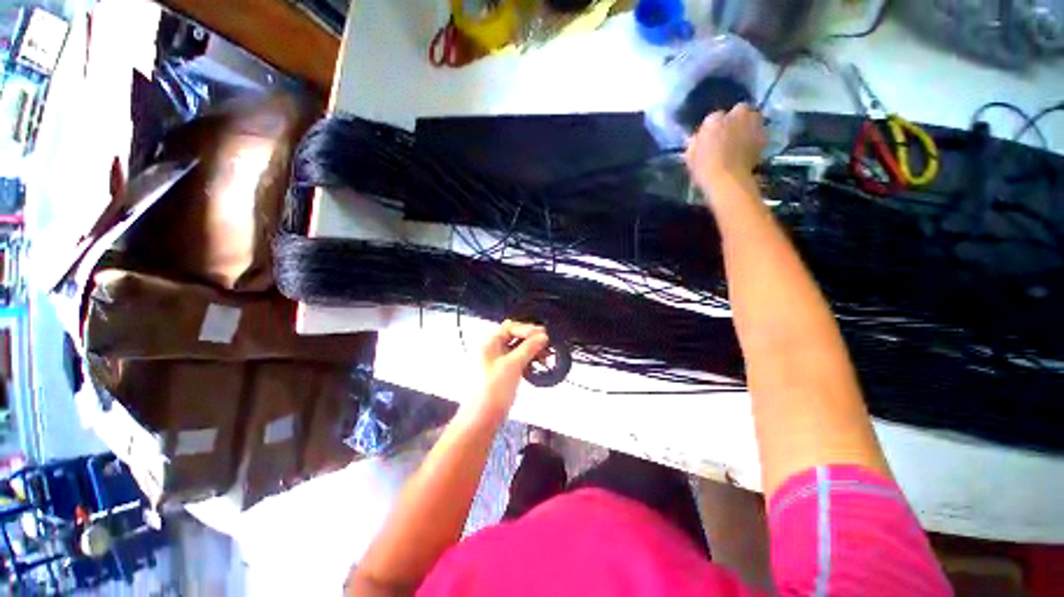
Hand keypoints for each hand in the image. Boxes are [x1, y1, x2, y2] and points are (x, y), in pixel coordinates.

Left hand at [473, 320, 549, 420]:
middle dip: (532, 339)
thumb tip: (543, 335)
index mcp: (489, 343)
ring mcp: (497, 362)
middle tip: (548, 345)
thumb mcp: (512, 365)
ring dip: (532, 350)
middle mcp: (492, 349)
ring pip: (517, 349)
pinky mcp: (502, 374)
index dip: (527, 329)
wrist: (480, 421)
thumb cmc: (493, 389)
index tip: (544, 336)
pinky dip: (528, 360)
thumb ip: (529, 348)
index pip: (510, 327)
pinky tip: (538, 366)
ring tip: (547, 357)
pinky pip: (517, 361)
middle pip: (514, 337)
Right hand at [685, 103, 766, 202]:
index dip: (714, 127)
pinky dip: (755, 137)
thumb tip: (697, 138)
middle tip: (729, 134)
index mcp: (713, 120)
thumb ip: (695, 143)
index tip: (712, 137)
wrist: (728, 180)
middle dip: (735, 119)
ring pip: (753, 117)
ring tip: (742, 139)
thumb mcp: (690, 157)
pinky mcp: (764, 136)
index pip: (714, 117)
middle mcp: (735, 115)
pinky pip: (759, 132)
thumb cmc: (704, 169)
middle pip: (738, 110)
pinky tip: (749, 149)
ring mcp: (752, 124)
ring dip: (748, 124)